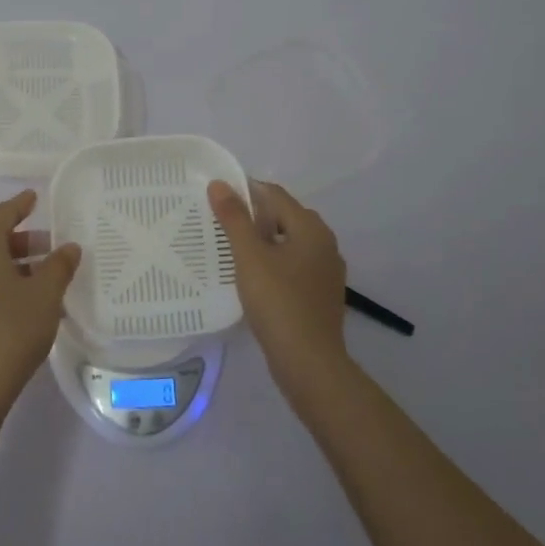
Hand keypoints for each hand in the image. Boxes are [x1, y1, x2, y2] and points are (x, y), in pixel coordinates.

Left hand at [0, 189, 81, 421]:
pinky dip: (2, 284)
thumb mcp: (45, 295)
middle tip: (52, 247)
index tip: (35, 197)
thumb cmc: (12, 330)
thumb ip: (59, 266)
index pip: (3, 214)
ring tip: (46, 278)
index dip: (21, 204)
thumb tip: (69, 247)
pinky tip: (26, 304)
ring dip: (15, 266)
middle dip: (24, 241)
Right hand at [208, 179, 349, 391]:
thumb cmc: (278, 302)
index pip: (275, 195)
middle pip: (284, 217)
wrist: (309, 362)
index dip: (246, 191)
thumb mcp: (249, 257)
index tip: (217, 198)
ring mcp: (326, 271)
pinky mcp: (321, 294)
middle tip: (220, 225)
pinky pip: (294, 266)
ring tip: (232, 251)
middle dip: (254, 217)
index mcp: (311, 228)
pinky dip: (274, 264)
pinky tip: (254, 279)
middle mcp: (325, 243)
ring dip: (263, 242)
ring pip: (289, 243)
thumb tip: (219, 184)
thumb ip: (234, 219)